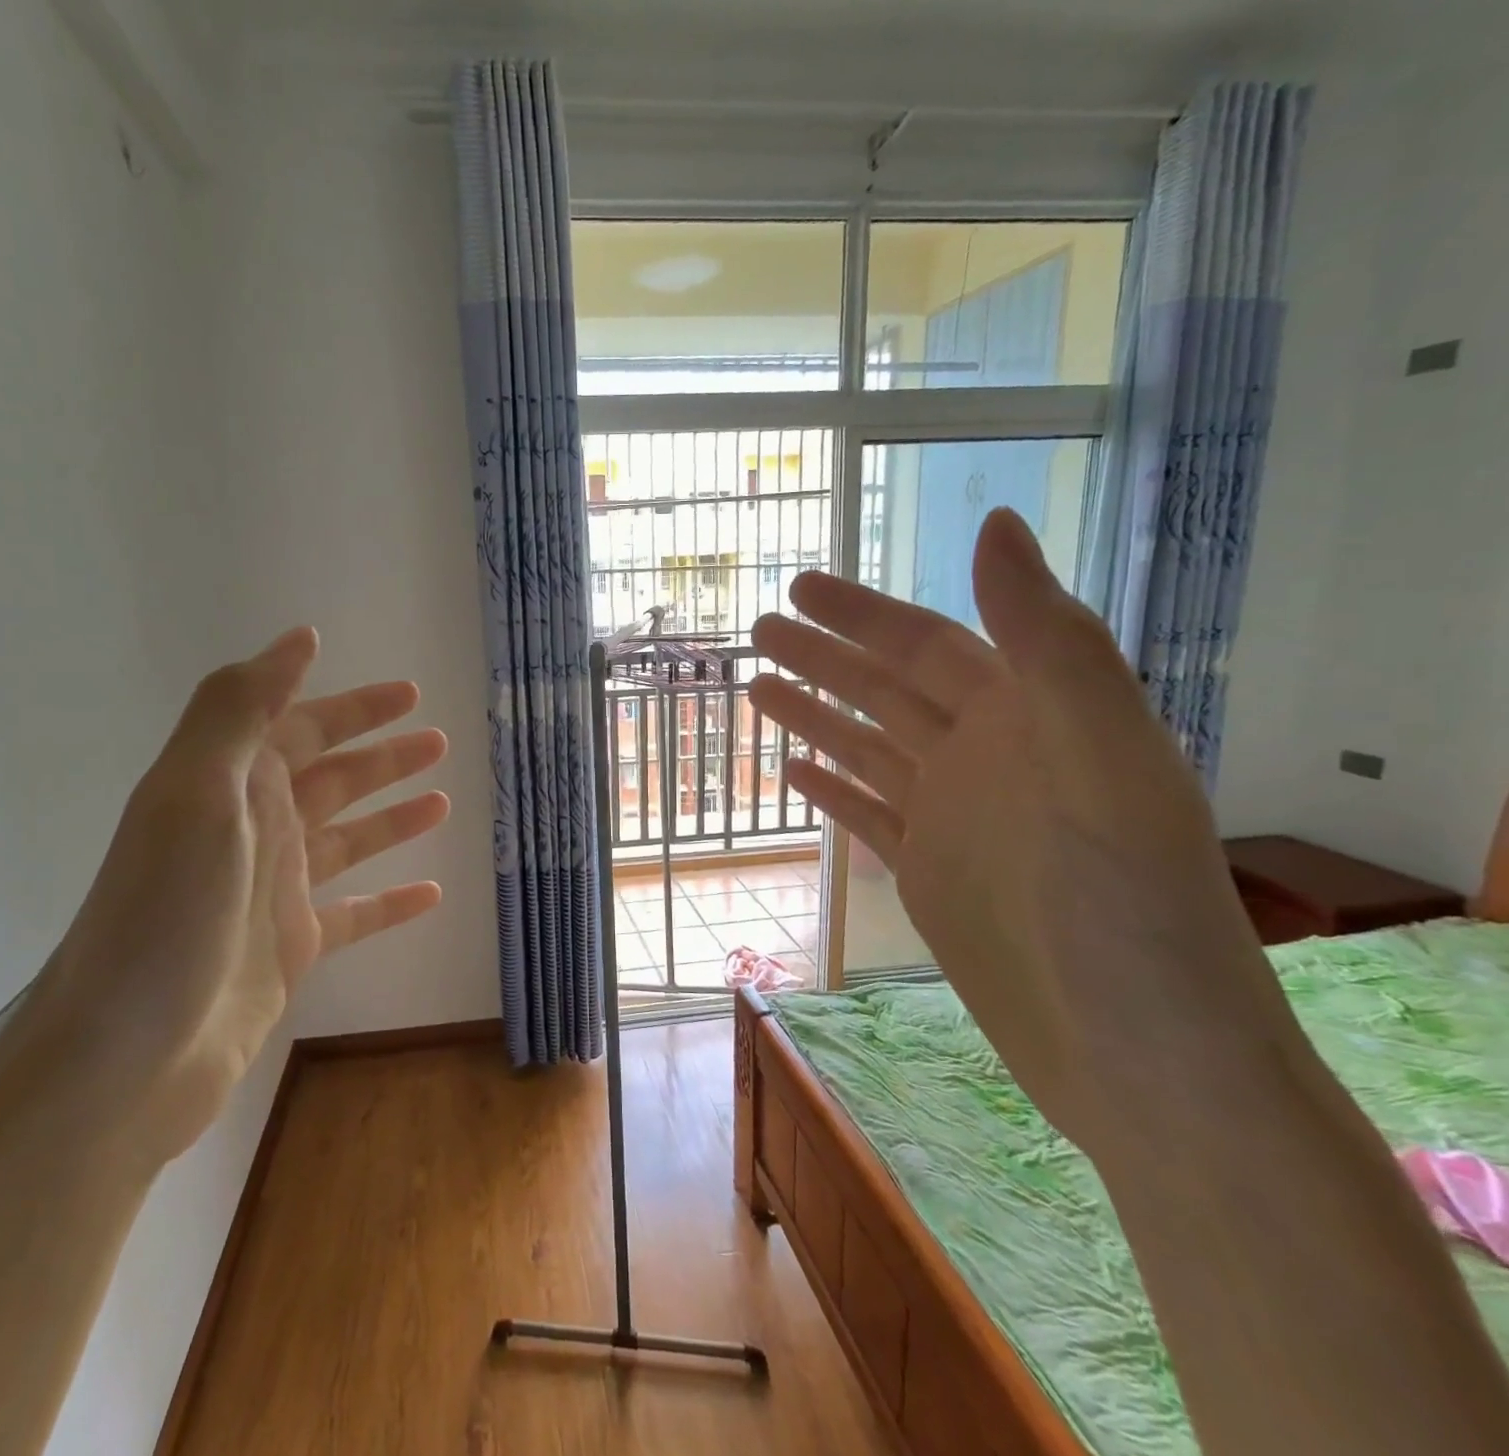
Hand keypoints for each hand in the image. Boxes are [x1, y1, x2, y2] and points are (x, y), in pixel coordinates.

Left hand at [9, 628, 448, 1164]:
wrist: (126, 1053)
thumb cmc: (167, 909)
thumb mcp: (195, 791)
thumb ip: (240, 708)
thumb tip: (298, 639)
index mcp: (230, 786)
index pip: (302, 727)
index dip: (354, 707)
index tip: (408, 693)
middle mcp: (253, 830)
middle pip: (331, 779)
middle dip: (383, 756)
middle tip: (439, 739)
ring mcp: (274, 892)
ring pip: (347, 840)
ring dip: (392, 817)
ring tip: (444, 802)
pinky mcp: (291, 948)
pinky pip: (354, 913)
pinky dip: (390, 902)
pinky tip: (432, 894)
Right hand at [750, 509, 1294, 1152]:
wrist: (1140, 1056)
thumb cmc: (1129, 905)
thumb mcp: (1102, 760)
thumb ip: (1051, 643)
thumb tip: (994, 526)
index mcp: (1031, 719)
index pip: (929, 645)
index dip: (863, 614)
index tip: (799, 589)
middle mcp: (988, 758)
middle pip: (887, 691)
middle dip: (823, 657)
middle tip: (758, 631)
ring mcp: (955, 818)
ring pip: (868, 748)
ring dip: (815, 715)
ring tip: (755, 688)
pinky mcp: (931, 874)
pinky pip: (868, 815)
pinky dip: (830, 789)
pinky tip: (791, 771)